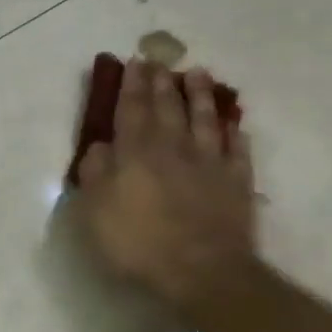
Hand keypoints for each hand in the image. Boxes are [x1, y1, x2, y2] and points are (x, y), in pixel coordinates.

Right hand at [75, 60, 256, 315]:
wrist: (201, 270)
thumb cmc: (138, 241)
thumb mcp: (96, 210)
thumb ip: (95, 173)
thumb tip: (99, 146)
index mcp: (136, 152)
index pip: (132, 110)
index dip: (131, 86)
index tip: (133, 63)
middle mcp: (174, 148)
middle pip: (168, 108)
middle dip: (162, 84)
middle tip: (161, 61)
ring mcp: (210, 163)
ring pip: (205, 120)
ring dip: (200, 96)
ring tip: (198, 75)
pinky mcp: (236, 183)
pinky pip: (236, 150)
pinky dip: (233, 134)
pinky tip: (232, 124)